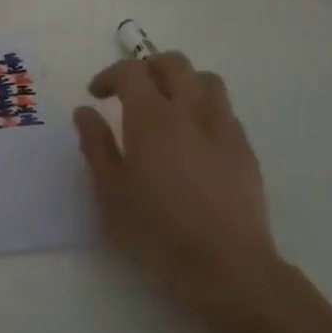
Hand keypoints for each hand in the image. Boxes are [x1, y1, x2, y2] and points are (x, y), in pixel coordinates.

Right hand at [74, 53, 282, 332]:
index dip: (110, 75)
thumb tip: (86, 111)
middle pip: (173, 63)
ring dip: (182, 82)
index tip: (96, 94)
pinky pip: (224, 109)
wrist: (228, 269)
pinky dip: (204, 108)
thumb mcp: (111, 193)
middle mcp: (190, 111)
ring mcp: (223, 127)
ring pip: (205, 80)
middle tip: (131, 92)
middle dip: (148, 67)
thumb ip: (96, 145)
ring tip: (167, 107)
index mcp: (152, 117)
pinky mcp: (245, 149)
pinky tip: (194, 139)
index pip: (131, 71)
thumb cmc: (158, 233)